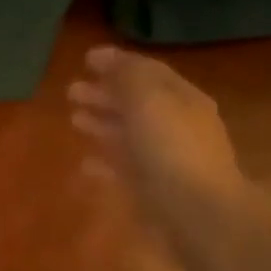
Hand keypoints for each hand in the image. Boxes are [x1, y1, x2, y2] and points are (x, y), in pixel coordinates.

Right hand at [68, 46, 246, 253]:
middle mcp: (177, 126)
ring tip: (74, 120)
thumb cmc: (172, 149)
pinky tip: (85, 163)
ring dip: (102, 124)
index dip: (118, 63)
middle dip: (105, 94)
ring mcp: (166, 159)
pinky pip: (125, 168)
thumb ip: (126, 75)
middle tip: (71, 91)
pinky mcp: (154, 189)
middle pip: (136, 103)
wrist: (199, 215)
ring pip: (128, 135)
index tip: (85, 59)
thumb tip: (103, 55)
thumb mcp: (147, 100)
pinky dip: (105, 162)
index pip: (149, 72)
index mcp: (182, 100)